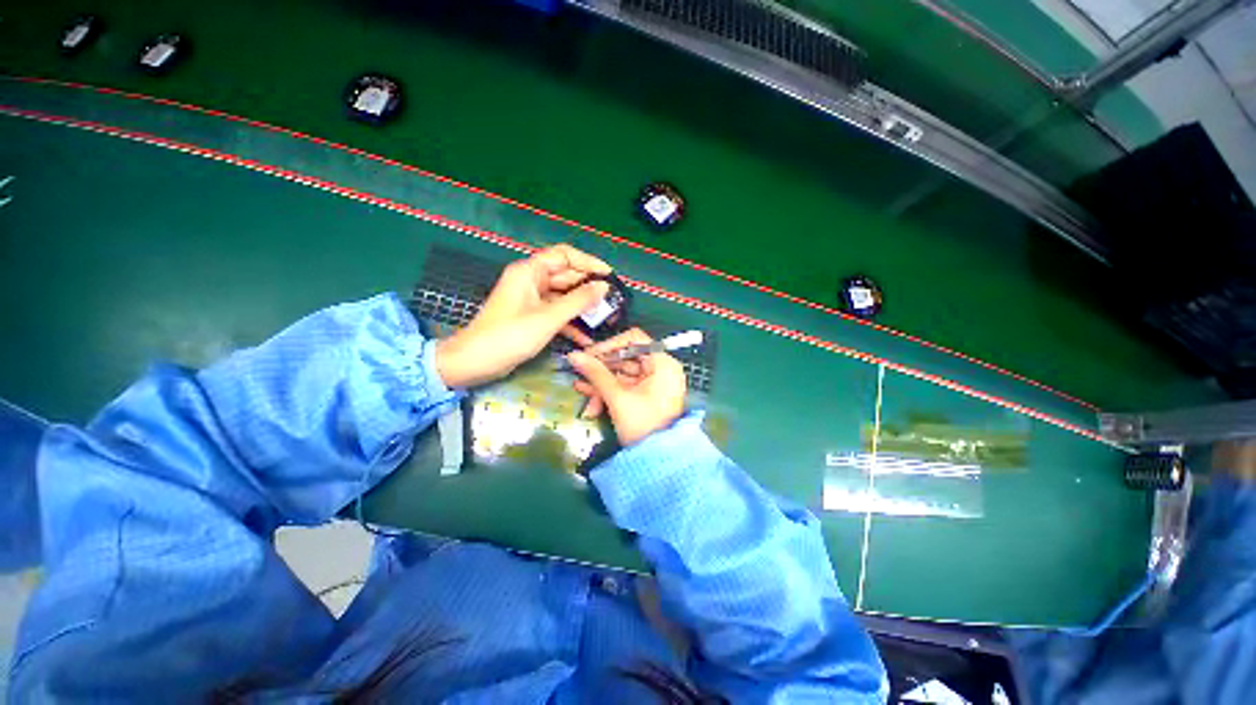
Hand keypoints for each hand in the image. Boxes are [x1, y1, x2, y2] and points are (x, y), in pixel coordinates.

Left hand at [436, 244, 610, 387]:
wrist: (474, 362)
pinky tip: (585, 337)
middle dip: (588, 287)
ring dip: (581, 307)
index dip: (588, 262)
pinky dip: (569, 322)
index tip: (609, 275)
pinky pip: (555, 312)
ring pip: (563, 296)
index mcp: (529, 271)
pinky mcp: (531, 316)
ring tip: (604, 317)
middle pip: (565, 276)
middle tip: (611, 300)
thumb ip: (578, 301)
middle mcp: (530, 280)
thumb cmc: (510, 336)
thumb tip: (603, 287)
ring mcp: (531, 299)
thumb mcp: (548, 318)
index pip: (564, 255)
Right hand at [567, 328, 687, 446]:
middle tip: (580, 372)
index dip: (610, 344)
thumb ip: (596, 374)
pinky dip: (609, 392)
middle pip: (626, 358)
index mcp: (662, 363)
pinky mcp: (647, 395)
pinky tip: (590, 399)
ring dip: (601, 384)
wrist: (658, 462)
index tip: (589, 354)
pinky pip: (625, 387)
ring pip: (622, 375)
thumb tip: (573, 355)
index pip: (635, 339)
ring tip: (580, 390)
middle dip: (601, 370)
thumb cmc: (643, 425)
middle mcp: (661, 369)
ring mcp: (654, 383)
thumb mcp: (618, 398)